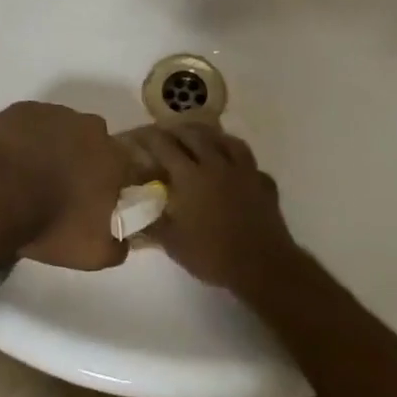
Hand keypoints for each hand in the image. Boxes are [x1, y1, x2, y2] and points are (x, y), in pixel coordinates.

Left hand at [0, 102, 133, 271]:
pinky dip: (25, 138)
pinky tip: (10, 160)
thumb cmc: (49, 224)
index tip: (91, 202)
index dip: (108, 185)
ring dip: (53, 147)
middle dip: (82, 161)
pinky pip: (30, 124)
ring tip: (29, 176)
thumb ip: (117, 248)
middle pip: (93, 144)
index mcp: (115, 159)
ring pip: (62, 130)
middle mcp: (91, 129)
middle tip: (60, 189)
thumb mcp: (92, 254)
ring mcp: (55, 114)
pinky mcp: (22, 109)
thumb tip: (123, 241)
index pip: (123, 169)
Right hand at [133, 123, 300, 293]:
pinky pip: (249, 161)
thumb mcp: (172, 243)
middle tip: (167, 135)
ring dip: (210, 136)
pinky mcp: (263, 182)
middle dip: (178, 131)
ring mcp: (244, 171)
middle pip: (195, 135)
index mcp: (190, 176)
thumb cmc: (211, 254)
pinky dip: (237, 158)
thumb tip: (132, 216)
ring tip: (201, 138)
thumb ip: (151, 224)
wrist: (261, 265)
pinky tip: (234, 166)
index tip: (139, 136)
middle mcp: (216, 164)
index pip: (165, 147)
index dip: (150, 138)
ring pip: (226, 140)